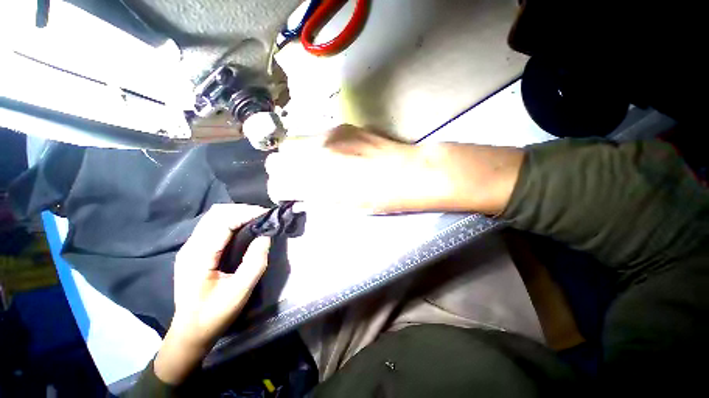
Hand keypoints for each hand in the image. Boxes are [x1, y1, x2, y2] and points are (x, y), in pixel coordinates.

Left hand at [154, 204, 270, 384]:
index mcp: (198, 256)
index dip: (246, 213)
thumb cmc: (214, 315)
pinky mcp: (195, 250)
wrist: (190, 332)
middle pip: (216, 214)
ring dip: (238, 214)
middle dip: (243, 210)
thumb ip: (255, 262)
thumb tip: (266, 237)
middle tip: (265, 216)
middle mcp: (191, 246)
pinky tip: (245, 228)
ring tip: (258, 219)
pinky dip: (232, 221)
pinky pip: (214, 226)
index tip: (268, 214)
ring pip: (214, 217)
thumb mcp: (240, 291)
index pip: (222, 221)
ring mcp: (191, 247)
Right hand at [266, 125, 524, 214]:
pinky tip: (331, 157)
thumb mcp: (343, 205)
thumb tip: (299, 194)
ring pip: (297, 141)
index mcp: (318, 175)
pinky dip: (315, 148)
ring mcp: (331, 133)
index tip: (286, 193)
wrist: (410, 172)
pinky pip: (317, 136)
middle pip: (281, 154)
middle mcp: (318, 148)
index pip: (279, 179)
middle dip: (283, 168)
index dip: (280, 188)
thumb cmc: (379, 196)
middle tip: (295, 179)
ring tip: (314, 168)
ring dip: (299, 156)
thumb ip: (315, 197)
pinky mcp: (344, 126)